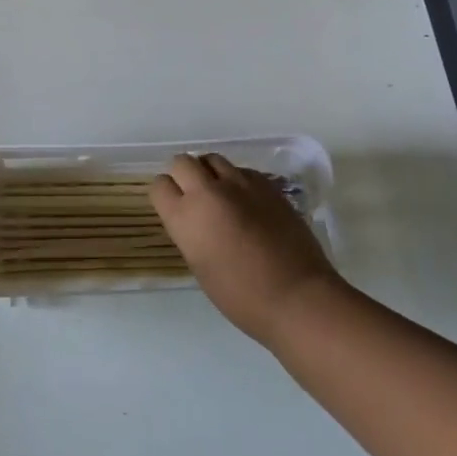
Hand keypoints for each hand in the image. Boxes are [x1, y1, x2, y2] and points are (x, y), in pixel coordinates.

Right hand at [150, 153, 342, 346]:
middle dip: (183, 175)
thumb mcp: (200, 266)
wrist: (296, 296)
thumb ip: (190, 233)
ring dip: (210, 173)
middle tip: (194, 195)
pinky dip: (237, 180)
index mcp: (185, 218)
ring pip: (212, 159)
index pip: (159, 186)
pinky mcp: (266, 184)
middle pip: (182, 162)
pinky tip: (247, 202)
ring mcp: (239, 184)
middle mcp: (207, 192)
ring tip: (220, 193)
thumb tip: (194, 220)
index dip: (165, 194)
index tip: (172, 205)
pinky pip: (241, 170)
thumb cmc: (241, 296)